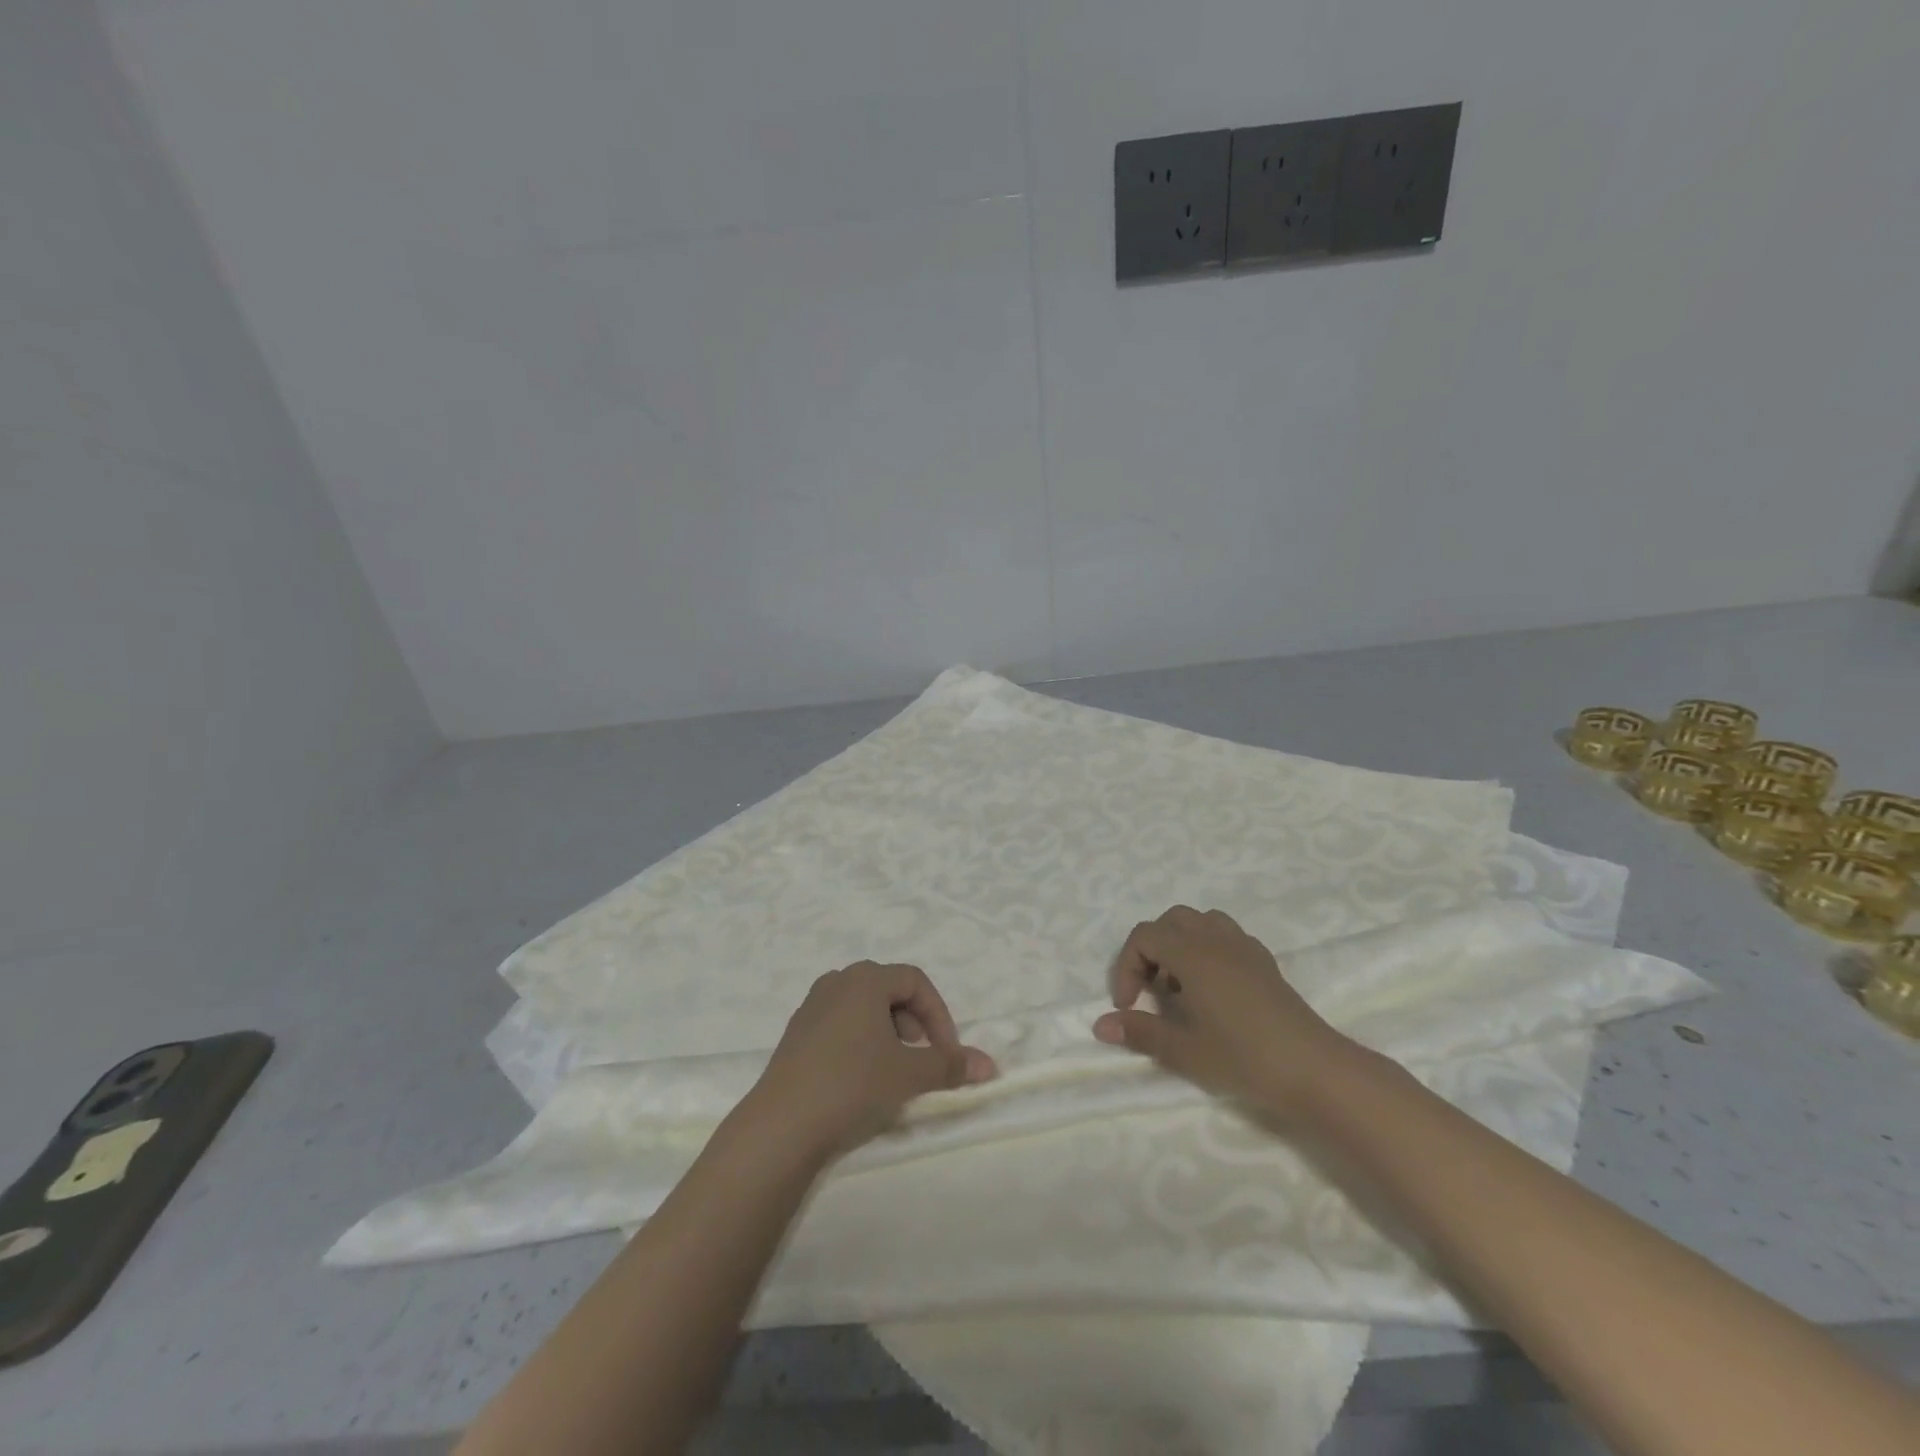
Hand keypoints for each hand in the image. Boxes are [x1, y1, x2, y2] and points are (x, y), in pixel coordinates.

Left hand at [745, 962, 996, 1158]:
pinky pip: (840, 1025)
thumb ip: (950, 1065)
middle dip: (914, 1023)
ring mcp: (811, 1007)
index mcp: (865, 978)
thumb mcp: (910, 1075)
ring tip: (893, 1071)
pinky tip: (860, 1080)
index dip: (939, 1015)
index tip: (946, 1054)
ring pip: (863, 1009)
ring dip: (888, 1034)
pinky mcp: (796, 1034)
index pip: (915, 981)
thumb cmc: (853, 1084)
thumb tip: (990, 1066)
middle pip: (889, 991)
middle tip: (920, 1060)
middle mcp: (837, 982)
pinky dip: (861, 1043)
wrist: (781, 1125)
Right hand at [1093, 906, 1356, 1113]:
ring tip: (1181, 986)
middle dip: (1151, 950)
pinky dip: (1208, 950)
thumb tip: (1100, 1025)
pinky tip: (1214, 989)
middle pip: (1171, 921)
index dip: (1127, 966)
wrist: (1315, 1070)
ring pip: (1201, 922)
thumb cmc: (1244, 1058)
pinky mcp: (1264, 961)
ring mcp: (1244, 947)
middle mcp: (1216, 939)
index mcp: (1192, 953)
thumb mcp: (1184, 1051)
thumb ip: (1140, 1032)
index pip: (1144, 936)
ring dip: (1181, 945)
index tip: (1129, 1006)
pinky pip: (1226, 936)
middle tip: (1151, 991)